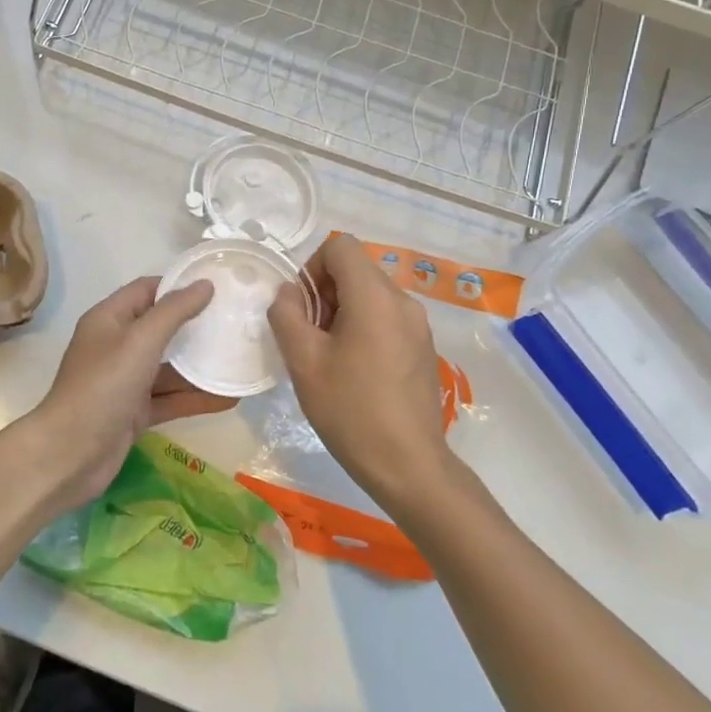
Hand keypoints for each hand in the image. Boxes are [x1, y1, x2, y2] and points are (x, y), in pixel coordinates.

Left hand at [19, 276, 228, 511]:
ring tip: (240, 359)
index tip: (217, 285)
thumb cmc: (103, 386)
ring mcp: (125, 381)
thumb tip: (204, 284)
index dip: (179, 285)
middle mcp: (116, 346)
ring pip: (169, 367)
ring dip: (200, 366)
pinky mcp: (134, 412)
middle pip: (160, 328)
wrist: (70, 454)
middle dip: (195, 325)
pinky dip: (195, 398)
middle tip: (235, 321)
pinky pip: (170, 399)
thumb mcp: (140, 341)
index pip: (147, 290)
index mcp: (109, 319)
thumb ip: (174, 311)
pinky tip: (230, 399)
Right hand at [267, 234, 450, 512]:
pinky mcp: (424, 347)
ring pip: (371, 294)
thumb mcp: (304, 361)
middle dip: (326, 292)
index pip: (341, 246)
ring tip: (330, 357)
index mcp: (375, 296)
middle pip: (356, 269)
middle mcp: (403, 301)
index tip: (302, 308)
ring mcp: (418, 324)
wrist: (409, 466)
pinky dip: (364, 327)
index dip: (312, 266)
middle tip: (310, 337)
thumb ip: (287, 315)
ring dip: (343, 311)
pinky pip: (387, 317)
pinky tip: (355, 371)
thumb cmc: (350, 410)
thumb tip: (289, 293)